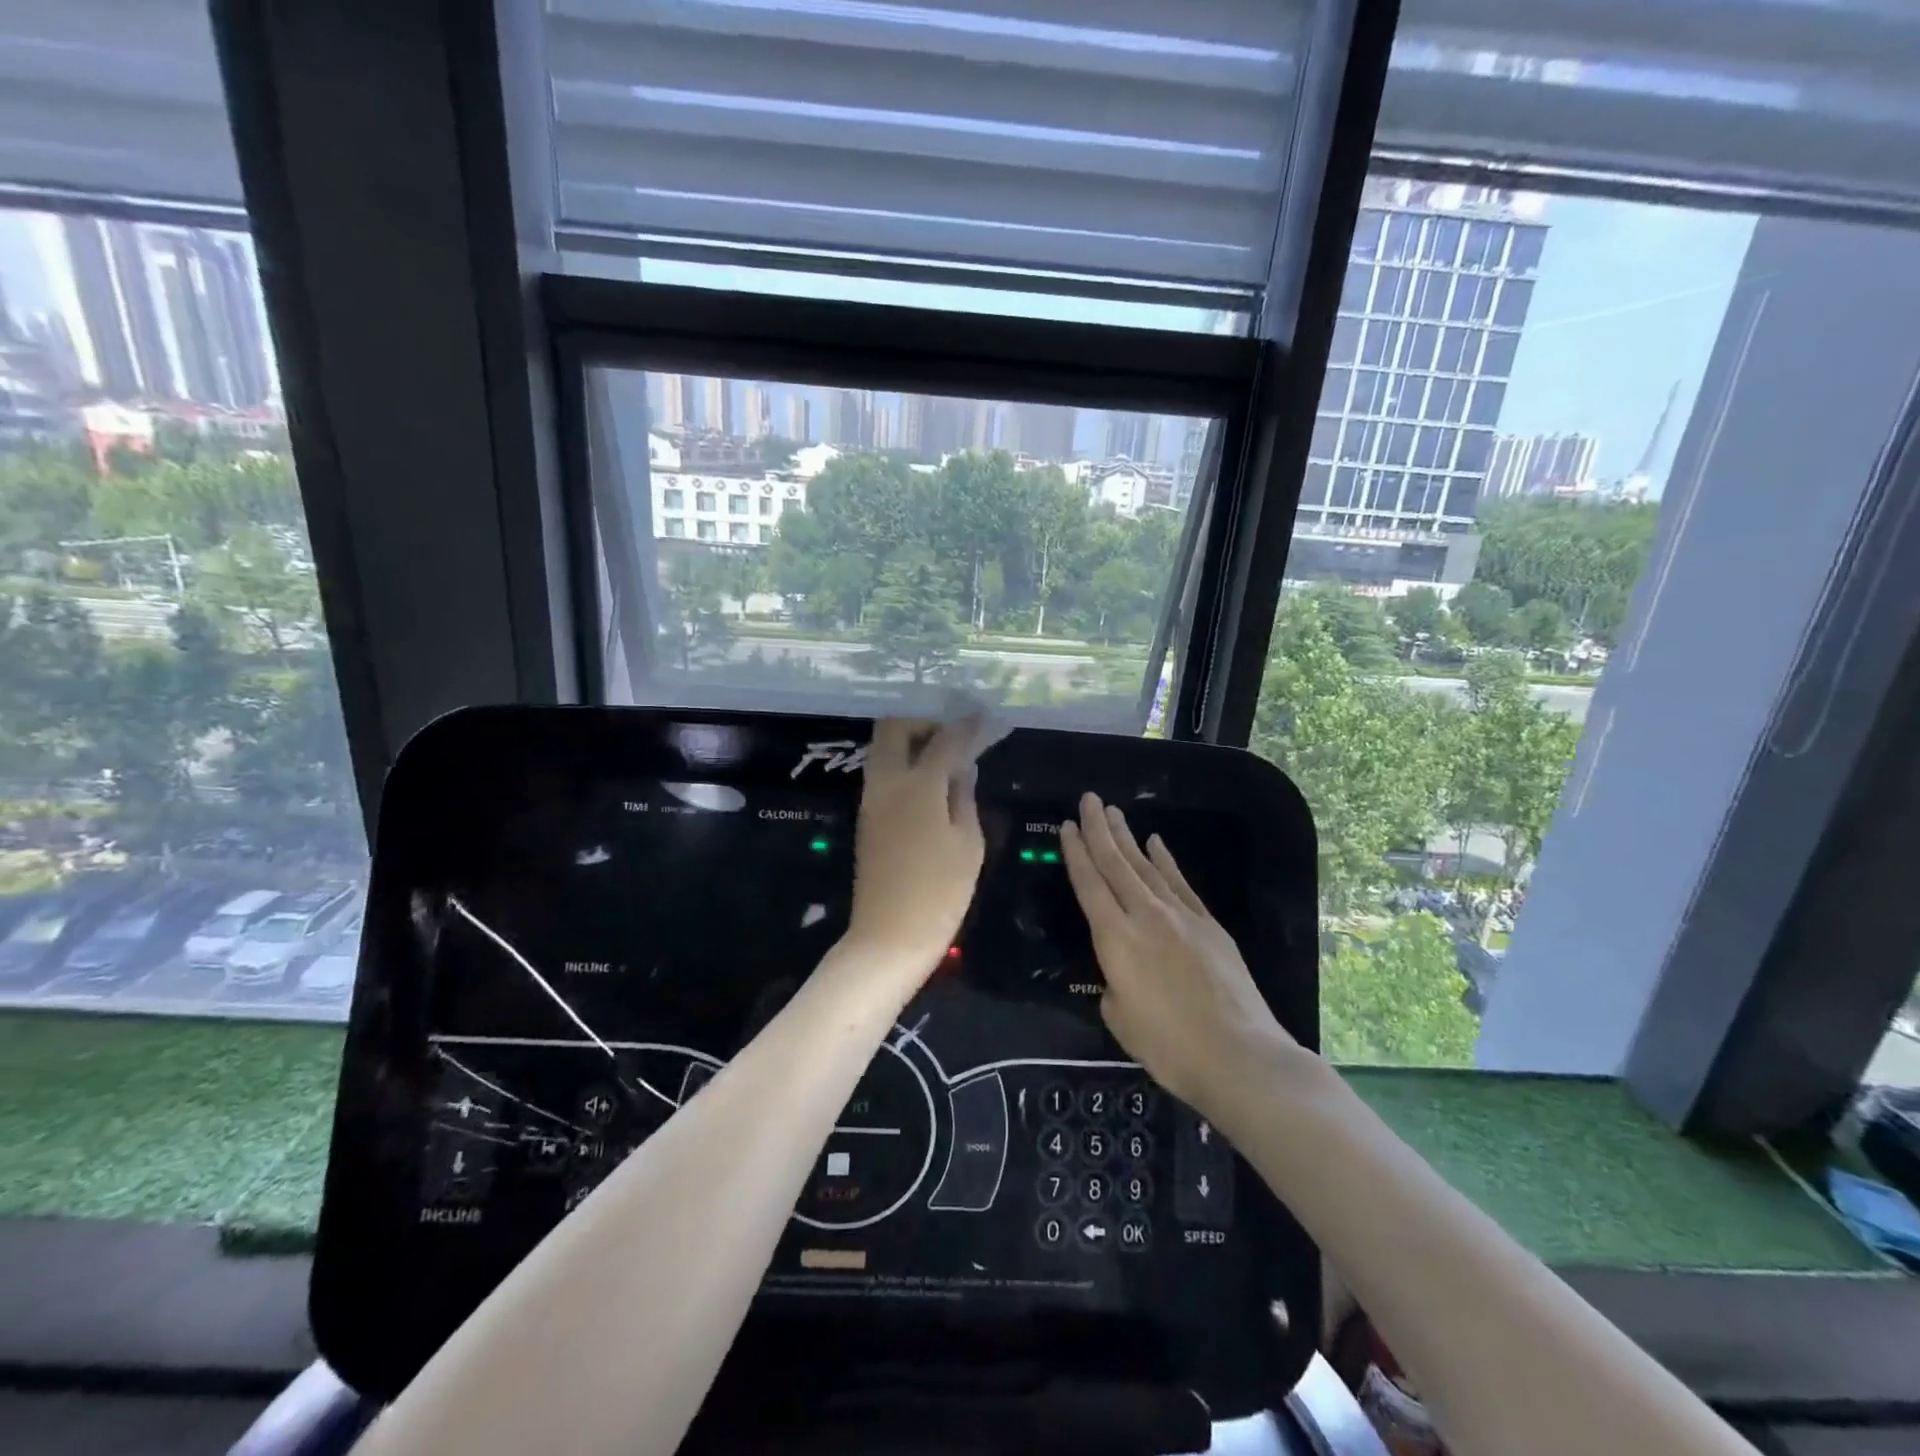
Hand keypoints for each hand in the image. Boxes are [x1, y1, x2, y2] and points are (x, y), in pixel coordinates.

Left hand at [844, 718, 986, 976]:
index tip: (982, 718)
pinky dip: (903, 764)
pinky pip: (882, 773)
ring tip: (944, 758)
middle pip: (894, 729)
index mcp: (918, 786)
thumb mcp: (967, 844)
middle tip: (952, 736)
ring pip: (883, 749)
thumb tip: (963, 769)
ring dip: (910, 742)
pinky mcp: (866, 818)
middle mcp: (887, 783)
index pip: (944, 739)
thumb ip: (964, 798)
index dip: (966, 726)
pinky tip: (929, 782)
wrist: (888, 938)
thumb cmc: (939, 893)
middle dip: (924, 722)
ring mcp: (871, 800)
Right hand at [1061, 793, 1300, 1115]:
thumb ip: (1113, 985)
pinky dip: (1166, 860)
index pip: (1089, 884)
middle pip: (1116, 863)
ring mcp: (1181, 915)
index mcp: (1115, 938)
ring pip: (1146, 866)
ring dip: (1127, 838)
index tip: (1067, 824)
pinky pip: (1180, 883)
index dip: (1076, 852)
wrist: (1239, 1054)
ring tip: (1114, 812)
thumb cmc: (1169, 1046)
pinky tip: (1156, 843)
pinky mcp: (1209, 924)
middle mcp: (1146, 915)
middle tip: (1089, 799)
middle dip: (1099, 829)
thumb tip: (1121, 973)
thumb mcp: (1120, 1018)